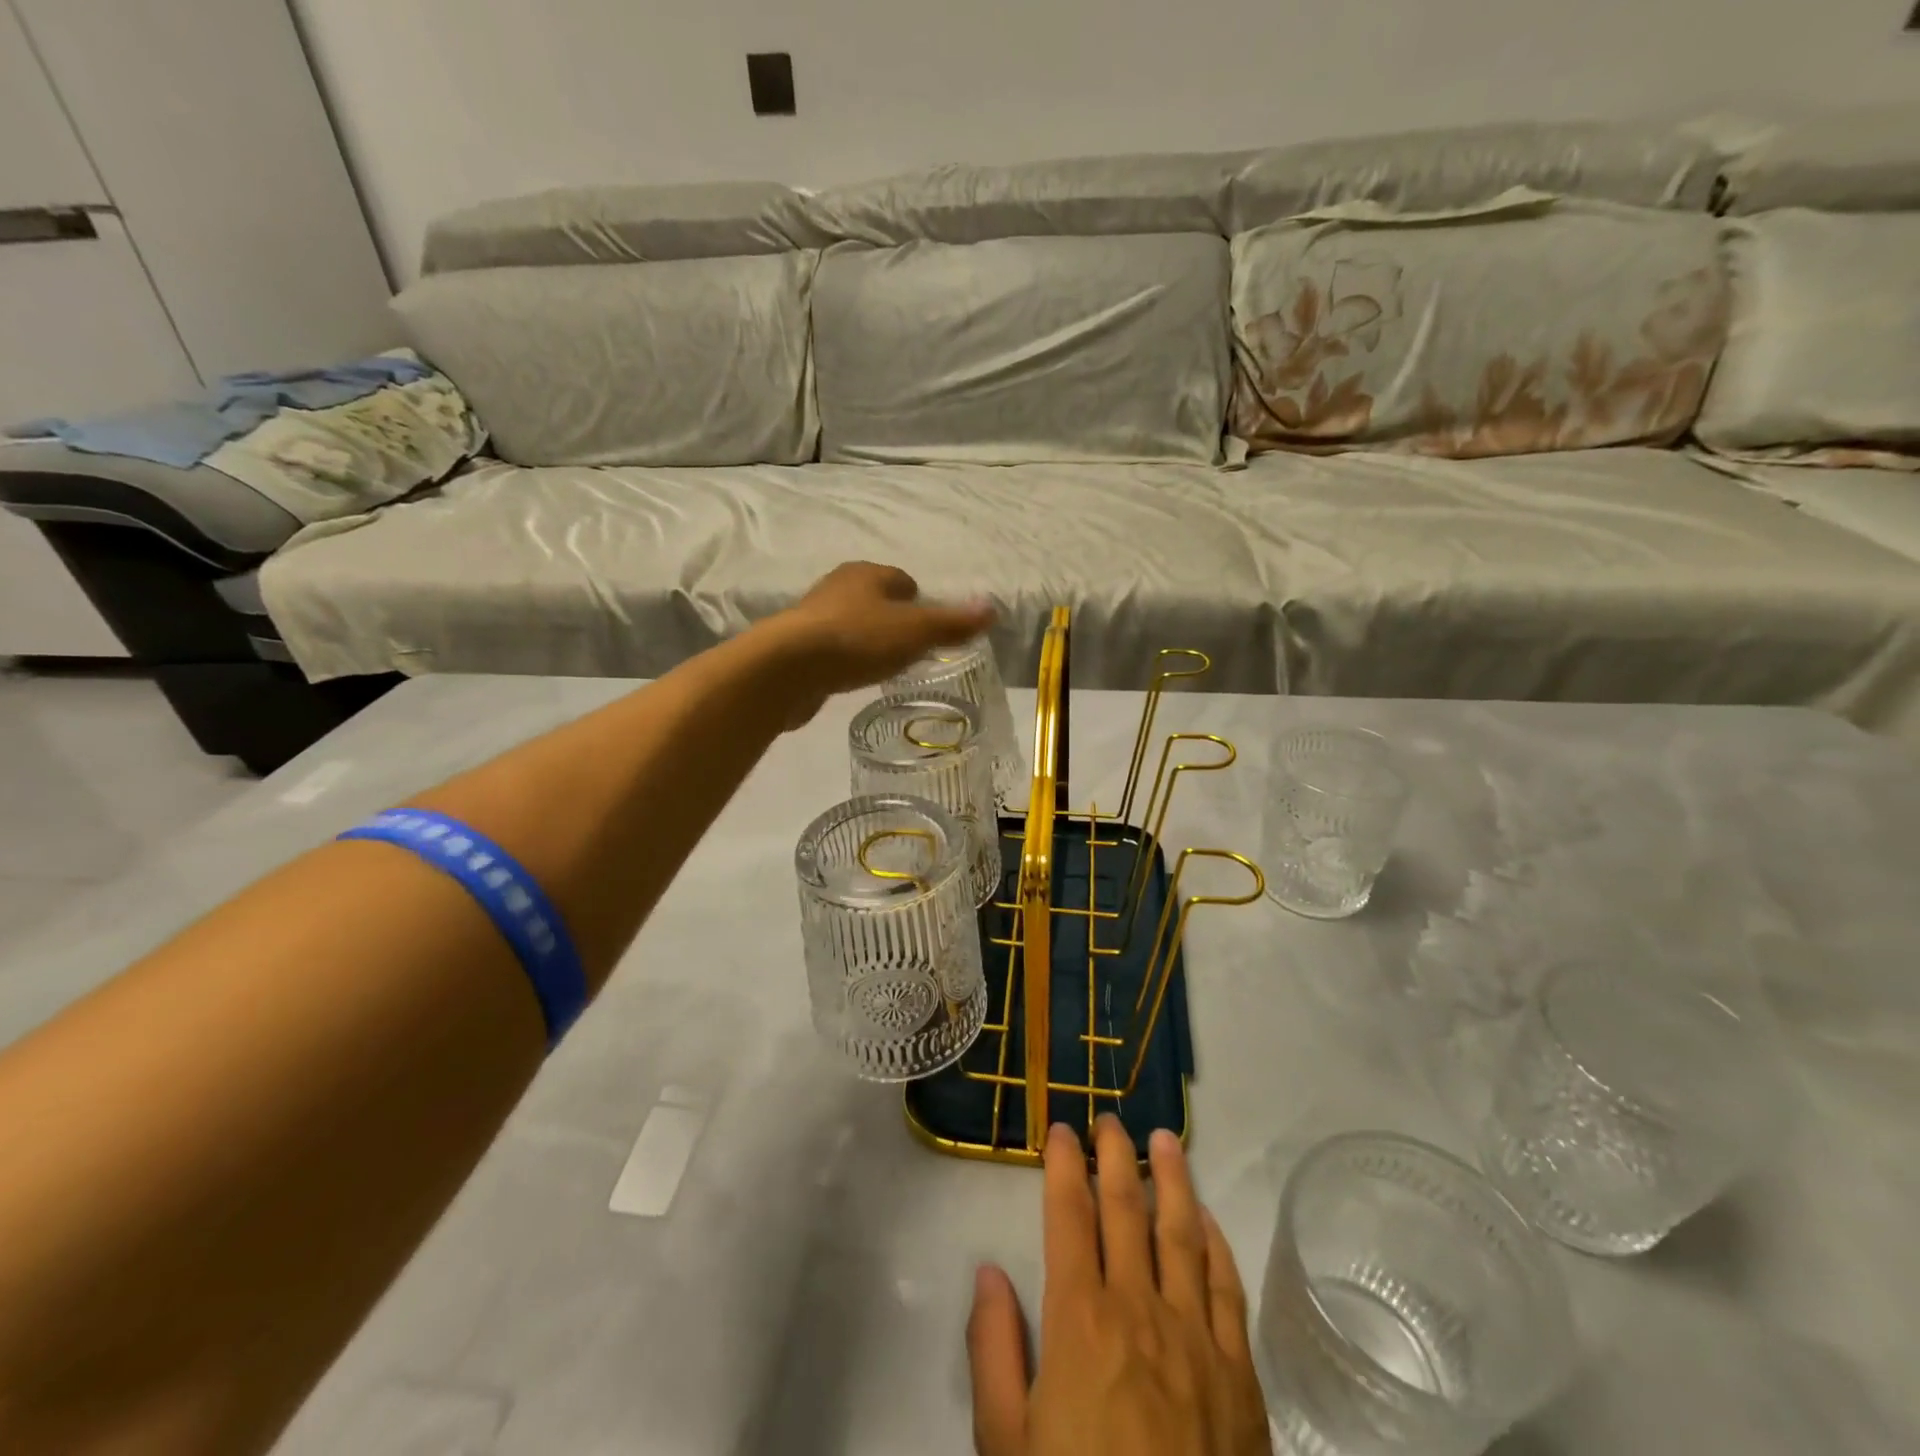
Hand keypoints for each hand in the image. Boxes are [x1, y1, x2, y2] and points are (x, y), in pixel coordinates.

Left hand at [764, 562, 994, 726]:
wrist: (789, 668)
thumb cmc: (858, 639)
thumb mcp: (916, 631)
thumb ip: (953, 623)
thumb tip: (992, 609)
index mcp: (867, 573)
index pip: (901, 579)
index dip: (919, 600)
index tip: (929, 626)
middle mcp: (837, 586)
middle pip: (874, 599)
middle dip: (892, 619)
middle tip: (911, 647)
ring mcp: (813, 616)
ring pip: (851, 623)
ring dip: (867, 639)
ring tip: (883, 665)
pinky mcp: (797, 647)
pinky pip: (832, 649)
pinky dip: (846, 659)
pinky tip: (852, 677)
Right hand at [968, 1118, 1271, 1455]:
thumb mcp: (1004, 1442)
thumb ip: (992, 1349)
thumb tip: (988, 1269)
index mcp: (1079, 1320)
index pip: (1069, 1215)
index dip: (1063, 1165)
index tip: (1061, 1130)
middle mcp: (1139, 1309)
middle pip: (1126, 1208)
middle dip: (1115, 1155)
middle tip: (1109, 1119)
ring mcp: (1196, 1339)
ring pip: (1182, 1233)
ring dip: (1172, 1179)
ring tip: (1165, 1139)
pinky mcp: (1240, 1376)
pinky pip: (1229, 1289)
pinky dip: (1216, 1243)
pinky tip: (1205, 1219)